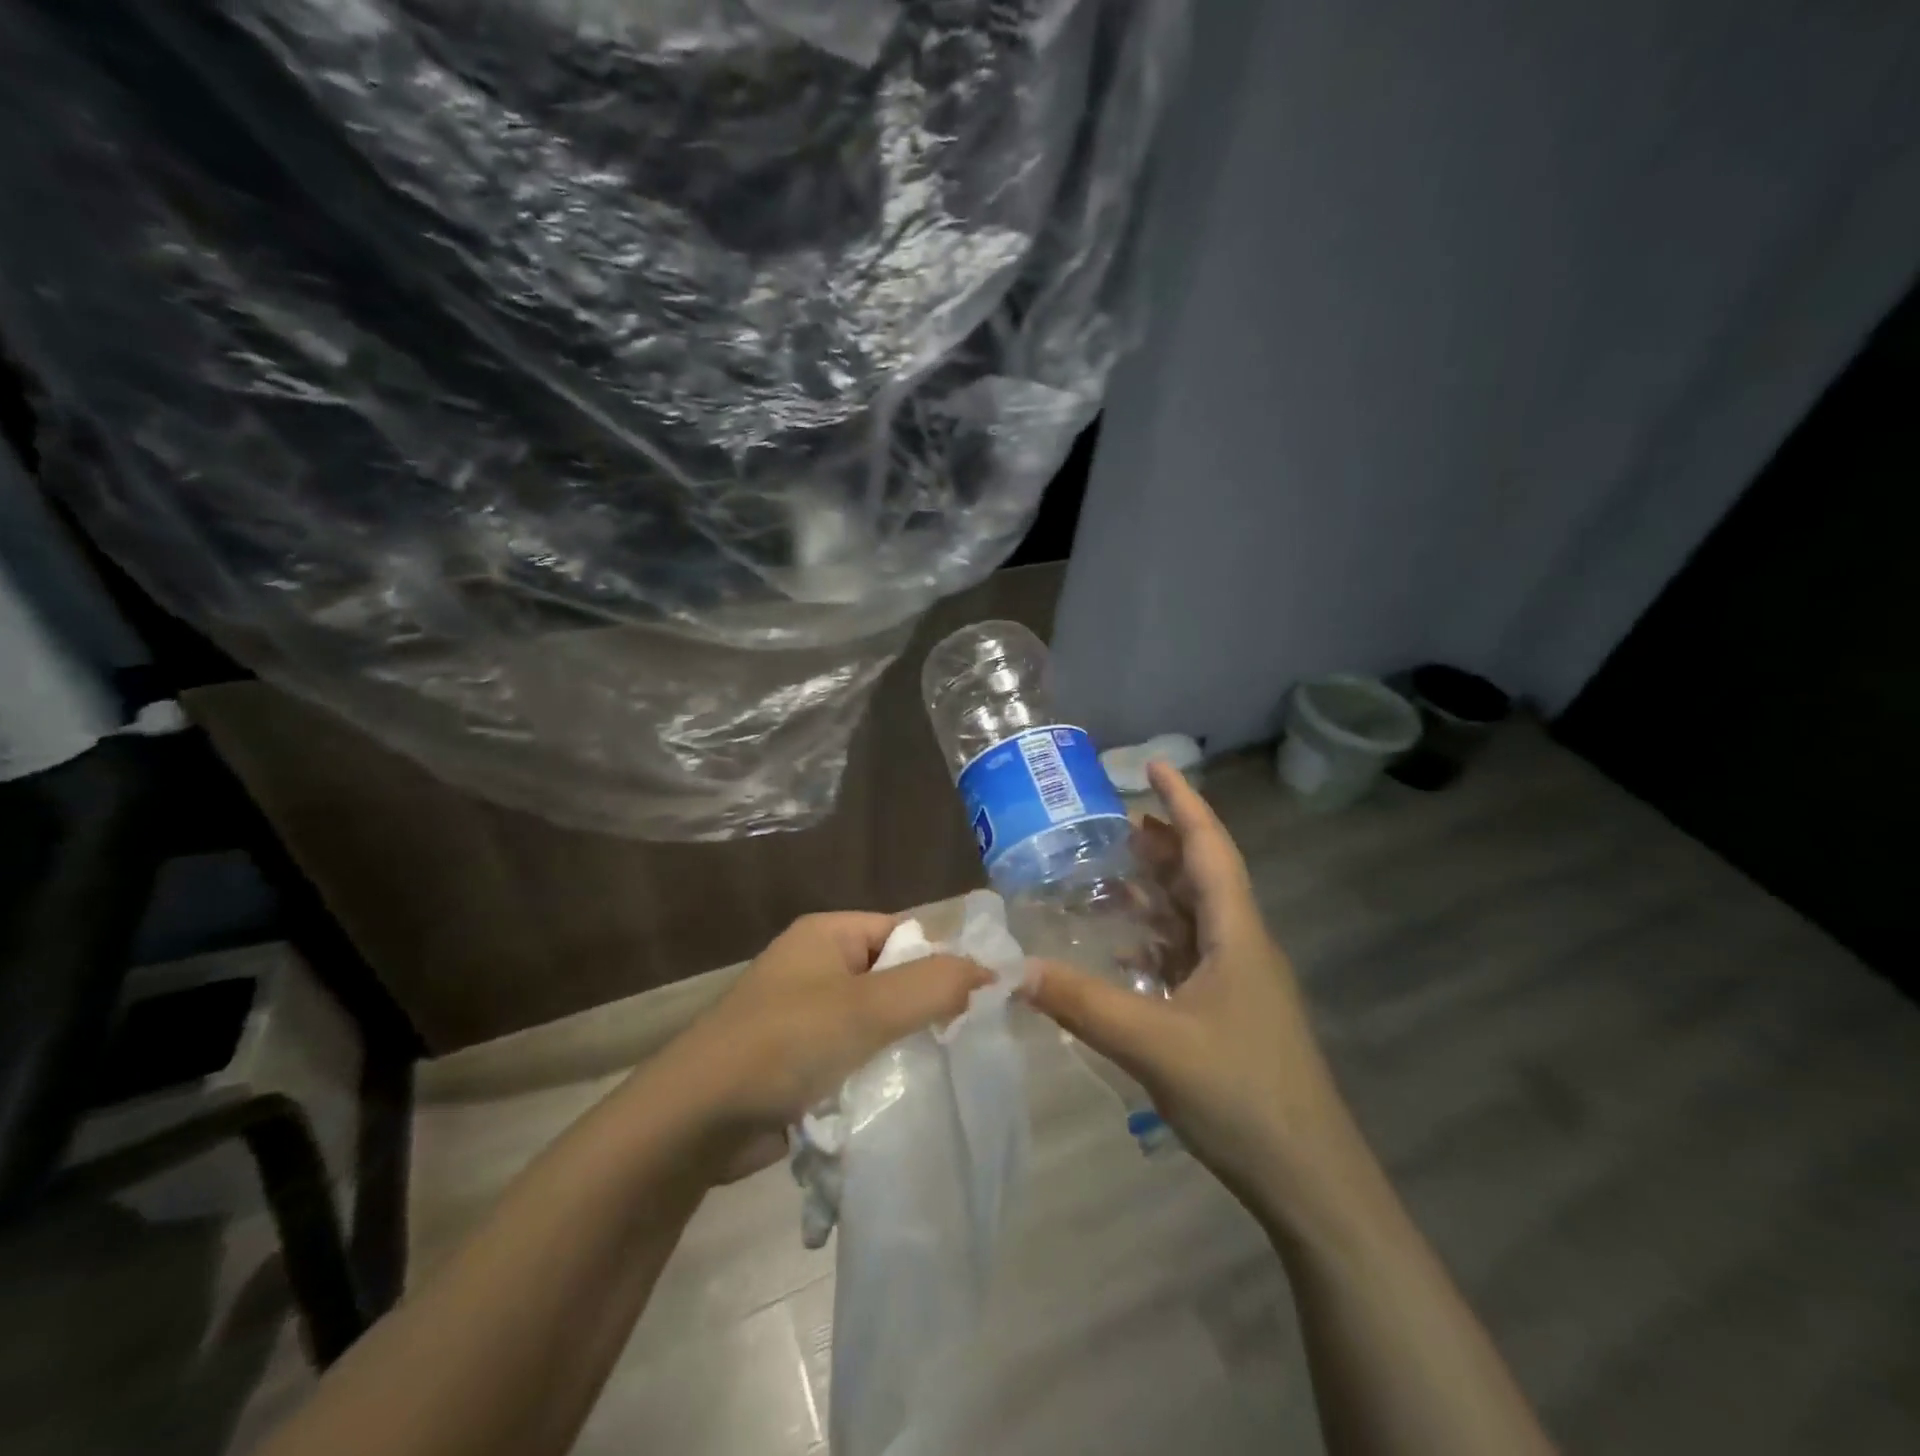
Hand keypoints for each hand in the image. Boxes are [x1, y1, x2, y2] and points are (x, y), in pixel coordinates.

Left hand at [662, 913, 989, 1177]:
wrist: (695, 1121)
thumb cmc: (786, 1044)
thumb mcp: (868, 1008)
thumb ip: (934, 985)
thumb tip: (991, 972)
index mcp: (828, 935)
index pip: (905, 934)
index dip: (942, 964)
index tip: (976, 1006)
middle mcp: (816, 966)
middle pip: (892, 980)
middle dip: (923, 1012)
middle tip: (959, 1047)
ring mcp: (803, 1014)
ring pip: (874, 1024)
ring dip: (899, 1049)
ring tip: (935, 1076)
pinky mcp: (796, 1060)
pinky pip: (852, 1057)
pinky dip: (873, 1075)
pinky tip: (896, 1100)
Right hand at [1025, 762, 1351, 1220]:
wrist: (1309, 1180)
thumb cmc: (1242, 1095)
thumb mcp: (1154, 1045)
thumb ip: (1084, 1003)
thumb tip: (1017, 969)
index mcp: (1236, 934)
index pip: (1210, 848)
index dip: (1184, 802)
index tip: (1154, 765)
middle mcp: (1241, 946)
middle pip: (1201, 876)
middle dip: (1161, 843)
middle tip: (1111, 823)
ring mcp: (1238, 983)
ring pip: (1194, 917)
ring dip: (1156, 891)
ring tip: (1108, 875)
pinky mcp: (1229, 1015)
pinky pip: (1187, 957)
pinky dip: (1155, 940)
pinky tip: (1122, 950)